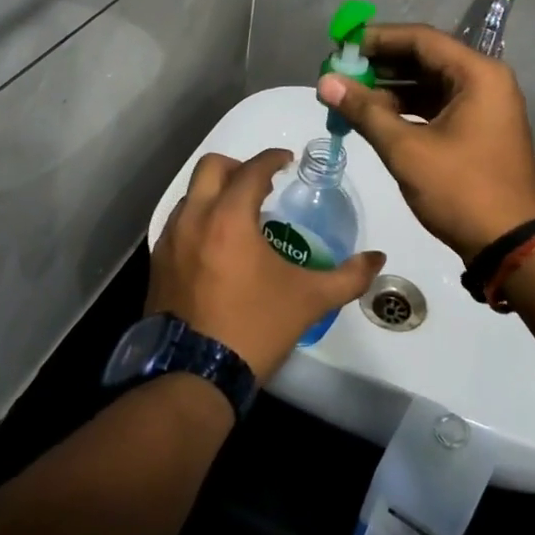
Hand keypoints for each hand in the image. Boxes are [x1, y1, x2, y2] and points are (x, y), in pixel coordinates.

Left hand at [149, 149, 385, 383]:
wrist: (194, 376)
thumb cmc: (255, 328)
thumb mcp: (310, 301)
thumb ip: (348, 276)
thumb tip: (378, 259)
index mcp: (230, 218)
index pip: (252, 170)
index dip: (272, 159)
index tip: (288, 162)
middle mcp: (194, 218)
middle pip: (211, 168)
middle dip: (238, 167)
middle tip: (261, 184)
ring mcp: (169, 240)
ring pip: (190, 195)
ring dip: (215, 193)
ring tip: (240, 216)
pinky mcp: (157, 263)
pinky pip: (178, 223)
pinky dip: (198, 219)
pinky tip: (216, 246)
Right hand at [317, 24, 534, 259]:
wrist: (511, 245)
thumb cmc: (461, 190)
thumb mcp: (406, 149)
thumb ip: (364, 111)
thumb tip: (324, 82)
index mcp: (478, 74)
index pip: (421, 39)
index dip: (377, 39)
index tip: (341, 45)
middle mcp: (485, 81)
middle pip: (425, 58)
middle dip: (380, 64)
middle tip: (339, 71)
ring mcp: (484, 107)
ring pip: (429, 84)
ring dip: (390, 88)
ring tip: (348, 94)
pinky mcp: (478, 130)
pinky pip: (437, 106)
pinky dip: (406, 109)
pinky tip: (374, 116)